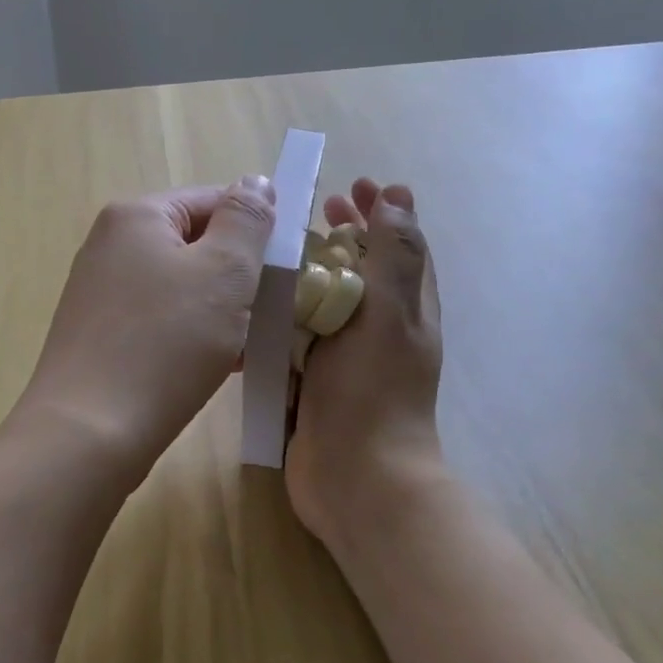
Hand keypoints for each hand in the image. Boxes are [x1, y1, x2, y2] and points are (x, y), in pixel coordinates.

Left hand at [22, 178, 277, 471]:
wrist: (89, 433)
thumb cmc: (166, 342)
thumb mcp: (224, 271)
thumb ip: (246, 220)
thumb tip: (255, 182)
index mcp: (137, 215)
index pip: (213, 200)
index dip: (257, 229)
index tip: (289, 269)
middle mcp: (111, 244)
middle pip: (196, 244)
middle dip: (240, 274)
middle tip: (274, 310)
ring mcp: (101, 291)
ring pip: (181, 286)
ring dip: (221, 308)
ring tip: (252, 342)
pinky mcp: (100, 335)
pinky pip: (161, 319)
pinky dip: (193, 334)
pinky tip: (220, 364)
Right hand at [287, 179, 445, 543]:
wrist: (356, 479)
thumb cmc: (375, 392)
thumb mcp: (390, 315)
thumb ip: (393, 256)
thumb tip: (399, 196)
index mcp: (407, 310)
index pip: (401, 246)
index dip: (383, 212)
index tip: (356, 184)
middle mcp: (379, 329)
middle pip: (363, 268)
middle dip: (345, 234)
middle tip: (317, 208)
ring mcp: (345, 356)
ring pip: (326, 299)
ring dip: (308, 270)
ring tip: (278, 247)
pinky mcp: (313, 379)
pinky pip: (298, 334)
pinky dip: (284, 311)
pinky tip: (255, 301)